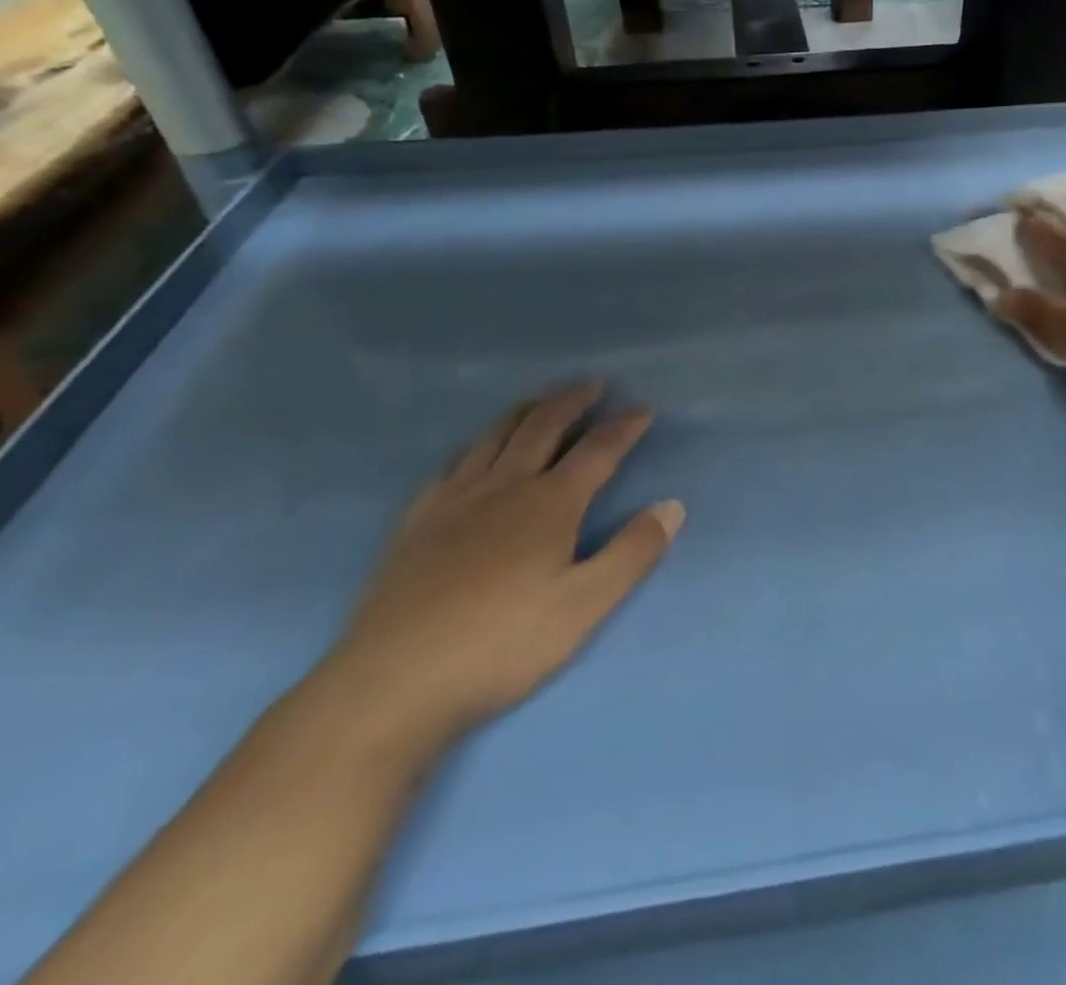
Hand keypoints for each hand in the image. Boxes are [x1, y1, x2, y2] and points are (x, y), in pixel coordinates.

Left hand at [325, 380, 683, 749]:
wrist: (393, 682)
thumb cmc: (500, 646)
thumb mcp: (584, 607)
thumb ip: (632, 553)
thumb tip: (673, 506)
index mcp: (550, 504)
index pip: (598, 450)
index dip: (625, 426)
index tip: (645, 408)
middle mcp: (506, 485)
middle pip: (544, 426)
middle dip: (573, 400)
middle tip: (593, 384)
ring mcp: (457, 497)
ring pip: (497, 434)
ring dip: (528, 409)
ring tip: (543, 400)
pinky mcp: (419, 517)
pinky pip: (455, 460)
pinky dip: (479, 441)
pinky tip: (478, 449)